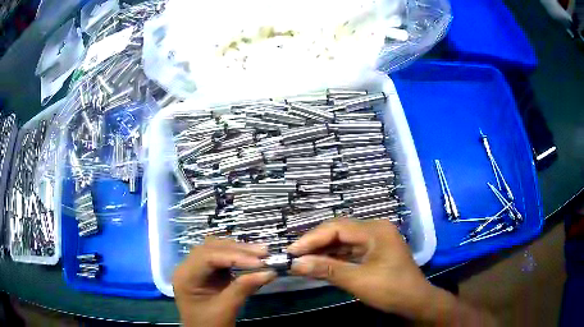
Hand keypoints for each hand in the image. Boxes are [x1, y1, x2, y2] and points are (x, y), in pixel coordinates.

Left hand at [173, 238, 276, 326]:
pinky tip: (250, 258)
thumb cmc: (210, 325)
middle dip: (238, 250)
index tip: (259, 262)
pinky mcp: (206, 272)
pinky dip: (236, 257)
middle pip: (211, 248)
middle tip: (264, 252)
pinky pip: (220, 258)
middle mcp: (187, 267)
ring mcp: (196, 268)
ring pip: (216, 249)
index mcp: (185, 276)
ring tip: (261, 253)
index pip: (208, 257)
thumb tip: (269, 272)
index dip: (234, 256)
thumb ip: (244, 288)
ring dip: (238, 250)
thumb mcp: (226, 308)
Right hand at [287, 218, 433, 318]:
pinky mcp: (374, 252)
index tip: (291, 251)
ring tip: (302, 260)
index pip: (337, 227)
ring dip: (323, 251)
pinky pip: (349, 250)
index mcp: (375, 230)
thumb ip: (326, 269)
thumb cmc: (391, 289)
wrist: (415, 302)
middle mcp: (375, 229)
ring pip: (343, 241)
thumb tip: (295, 263)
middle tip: (294, 255)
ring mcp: (375, 240)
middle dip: (316, 243)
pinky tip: (320, 264)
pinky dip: (334, 258)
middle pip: (339, 231)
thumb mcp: (358, 280)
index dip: (311, 238)